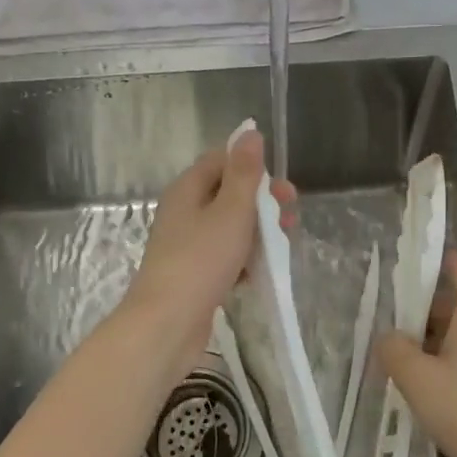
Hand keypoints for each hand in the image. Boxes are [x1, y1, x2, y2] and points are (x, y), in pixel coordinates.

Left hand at [126, 130, 295, 368]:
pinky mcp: (192, 273)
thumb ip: (244, 173)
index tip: (280, 188)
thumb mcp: (231, 211)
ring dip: (257, 232)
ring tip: (281, 247)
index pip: (221, 160)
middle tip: (289, 219)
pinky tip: (259, 274)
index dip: (252, 167)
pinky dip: (243, 259)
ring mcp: (186, 244)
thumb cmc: (201, 260)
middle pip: (228, 194)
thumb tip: (250, 132)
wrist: (167, 324)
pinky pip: (223, 256)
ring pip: (228, 227)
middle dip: (262, 203)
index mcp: (188, 189)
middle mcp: (184, 211)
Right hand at [376, 251, 456, 456]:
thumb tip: (389, 337)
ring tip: (409, 359)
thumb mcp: (417, 378)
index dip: (452, 265)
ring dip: (440, 341)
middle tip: (401, 320)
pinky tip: (432, 391)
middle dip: (433, 310)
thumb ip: (395, 351)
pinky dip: (451, 365)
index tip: (432, 259)